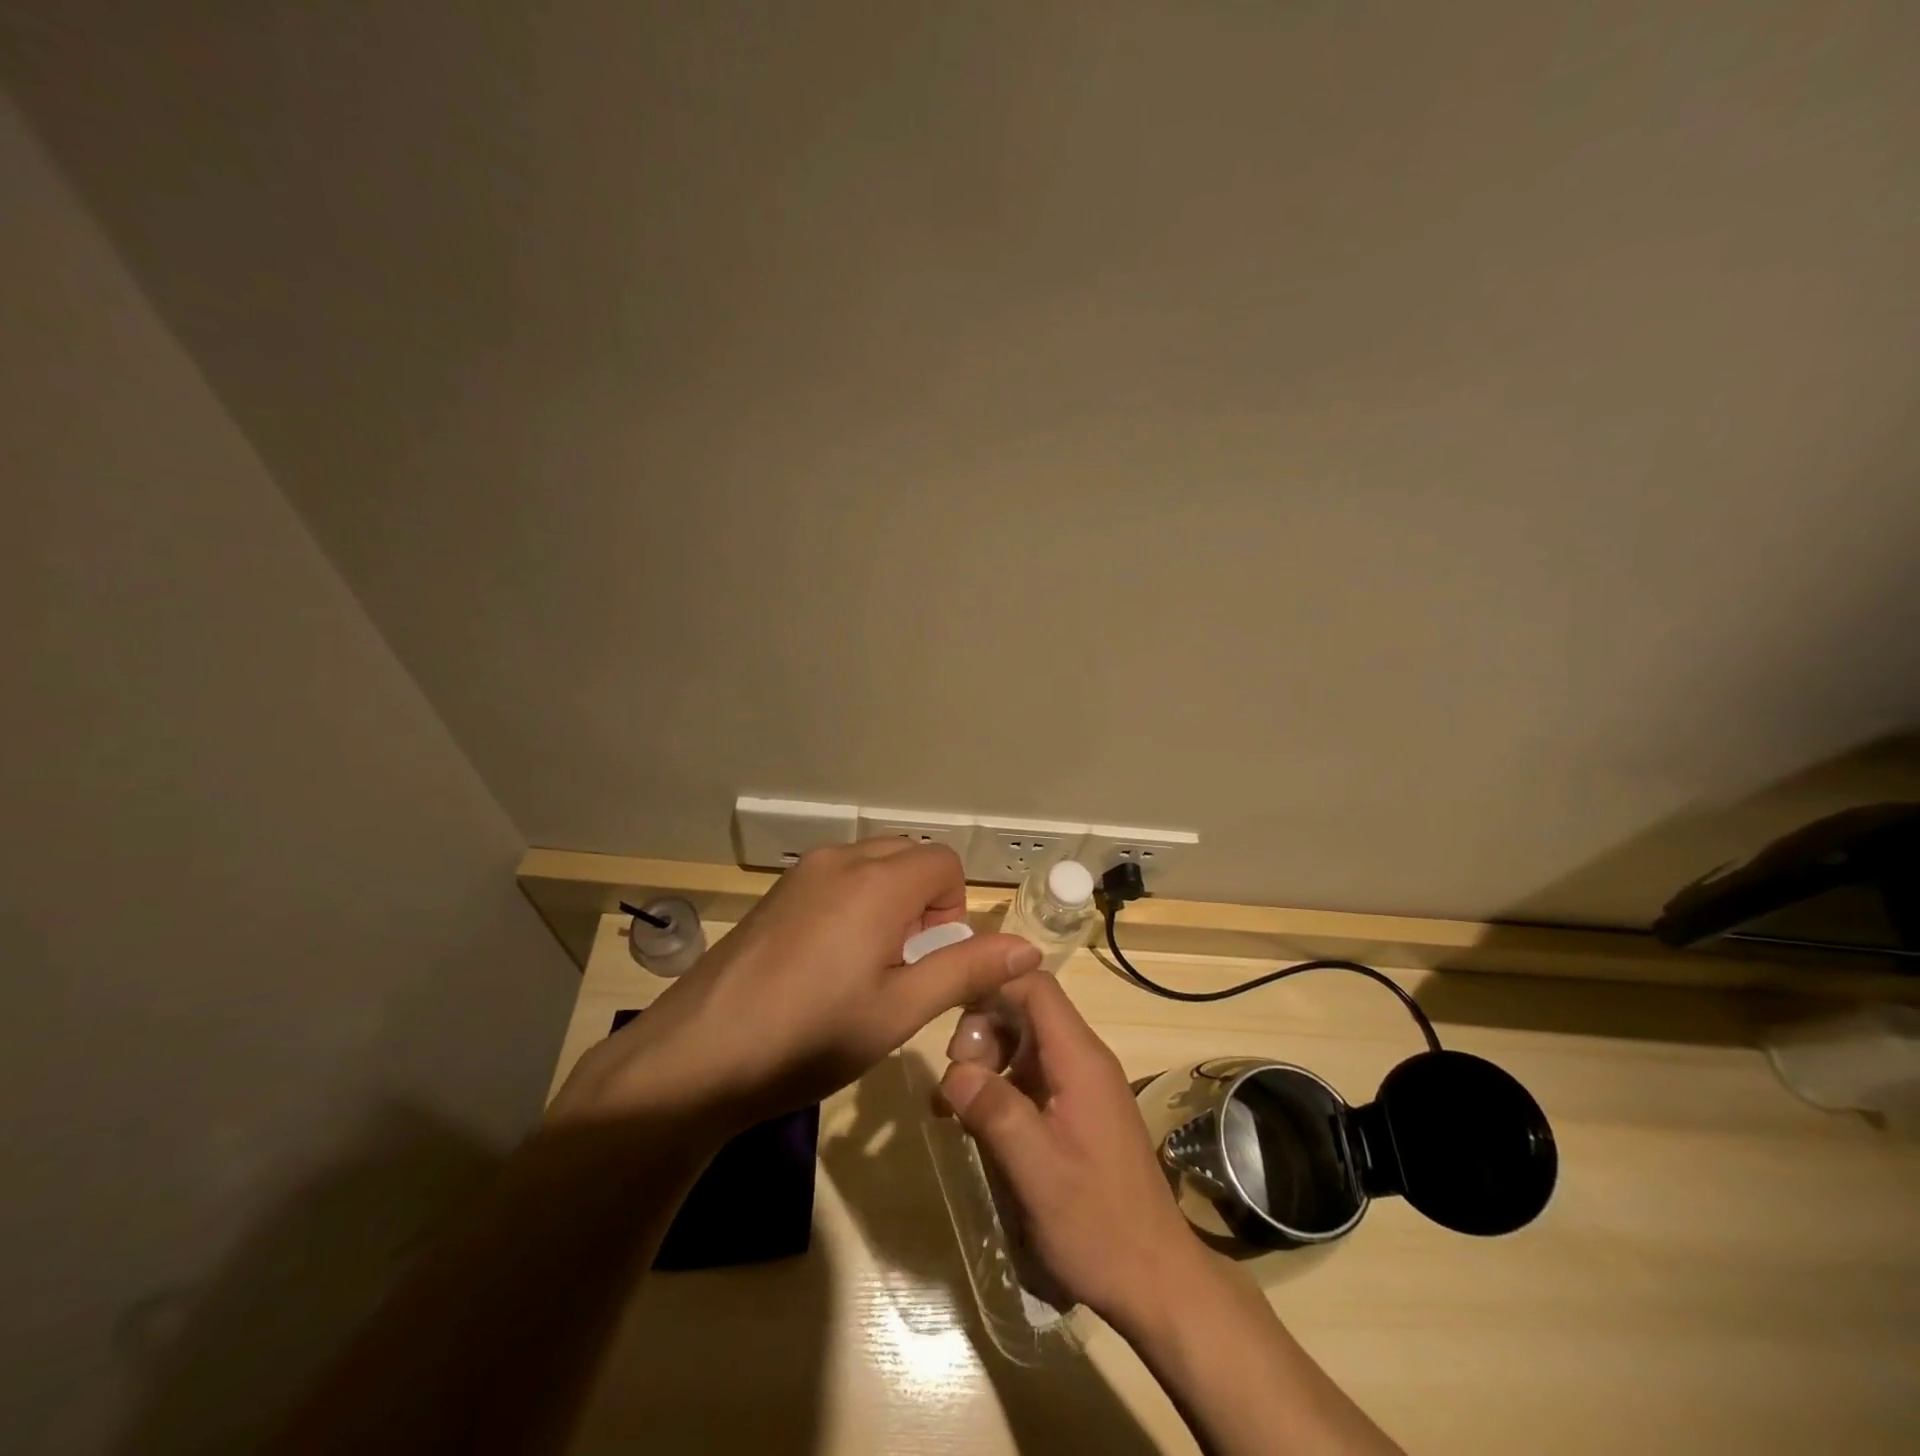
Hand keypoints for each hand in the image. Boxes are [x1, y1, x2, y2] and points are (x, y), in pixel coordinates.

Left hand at [551, 840, 1041, 1135]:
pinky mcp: (775, 892)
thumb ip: (966, 969)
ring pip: (871, 863)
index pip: (945, 861)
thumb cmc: (811, 1036)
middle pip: (908, 855)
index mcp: (878, 881)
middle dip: (924, 899)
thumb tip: (1029, 946)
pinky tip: (826, 962)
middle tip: (904, 963)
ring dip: (888, 900)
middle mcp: (840, 859)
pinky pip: (836, 877)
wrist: (698, 1056)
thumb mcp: (900, 1009)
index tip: (932, 957)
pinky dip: (853, 902)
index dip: (954, 907)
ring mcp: (801, 873)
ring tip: (866, 965)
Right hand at [938, 972, 1208, 1331]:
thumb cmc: (1098, 1223)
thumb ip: (995, 1112)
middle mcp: (1084, 1059)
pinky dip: (1001, 1087)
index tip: (950, 1015)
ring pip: (1024, 1044)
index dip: (993, 987)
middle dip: (982, 1032)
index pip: (1035, 986)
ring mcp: (1082, 1085)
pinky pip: (1032, 1076)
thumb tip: (952, 1071)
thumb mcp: (1037, 1171)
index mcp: (1080, 1059)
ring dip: (987, 1062)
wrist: (1157, 1280)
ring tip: (956, 1107)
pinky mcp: (1078, 1111)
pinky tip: (976, 1123)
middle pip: (1025, 1011)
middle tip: (955, 1081)